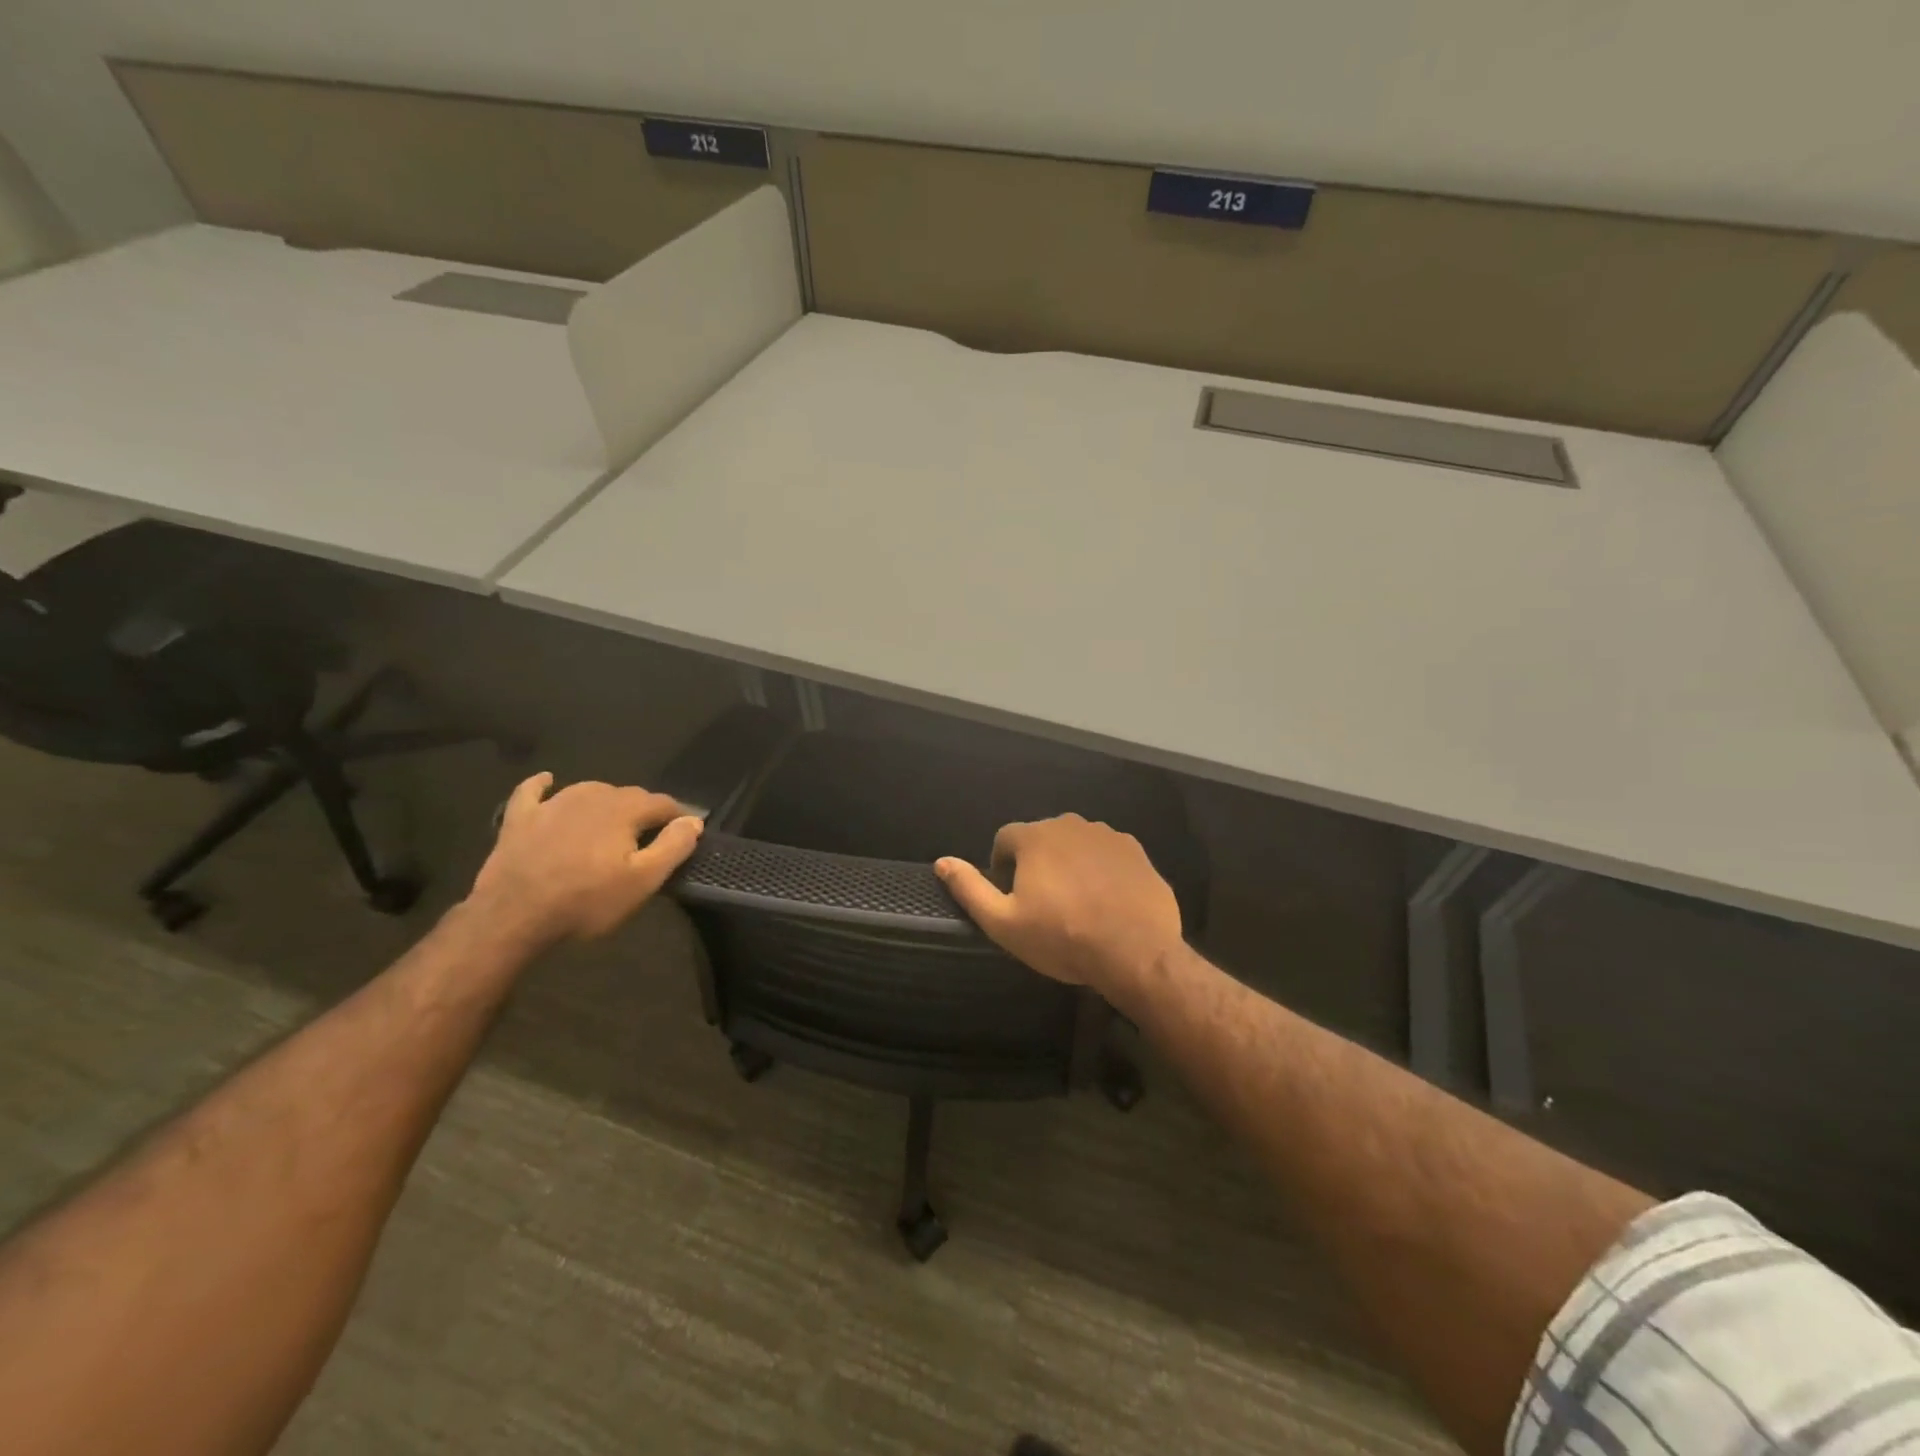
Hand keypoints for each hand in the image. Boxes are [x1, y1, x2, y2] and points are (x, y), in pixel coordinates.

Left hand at [465, 773, 702, 947]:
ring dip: (606, 803)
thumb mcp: (642, 881)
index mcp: (624, 808)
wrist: (511, 917)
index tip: (684, 836)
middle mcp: (591, 795)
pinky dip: (544, 785)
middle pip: (628, 795)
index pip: (663, 803)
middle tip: (647, 840)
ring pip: (590, 791)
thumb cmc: (585, 901)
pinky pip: (534, 791)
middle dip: (643, 812)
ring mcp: (552, 803)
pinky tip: (548, 781)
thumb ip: (673, 846)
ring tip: (611, 826)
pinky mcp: (520, 818)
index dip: (678, 818)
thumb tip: (694, 820)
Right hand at [934, 813, 1184, 999]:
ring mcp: (1108, 835)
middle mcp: (1071, 824)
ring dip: (1070, 865)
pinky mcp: (1136, 851)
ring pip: (1076, 845)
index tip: (1012, 898)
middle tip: (1044, 905)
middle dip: (1037, 864)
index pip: (1005, 839)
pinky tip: (1107, 902)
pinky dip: (1101, 871)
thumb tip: (942, 862)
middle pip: (1042, 839)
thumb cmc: (1062, 938)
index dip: (1002, 868)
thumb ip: (969, 888)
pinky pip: (1107, 855)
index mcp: (1035, 836)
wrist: (1136, 952)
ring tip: (1077, 904)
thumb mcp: (1003, 923)